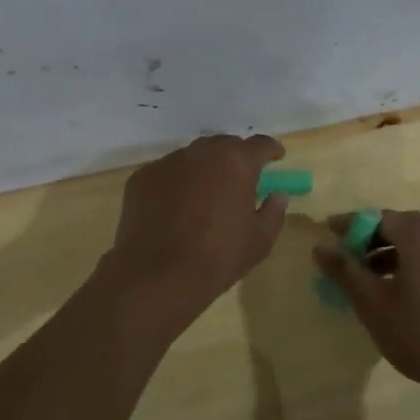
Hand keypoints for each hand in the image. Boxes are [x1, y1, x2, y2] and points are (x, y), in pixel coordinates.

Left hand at [106, 134, 289, 326]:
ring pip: (192, 158)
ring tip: (205, 194)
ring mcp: (168, 163)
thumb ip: (273, 212)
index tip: (276, 157)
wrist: (158, 275)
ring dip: (203, 169)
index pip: (260, 144)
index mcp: (236, 162)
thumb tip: (277, 195)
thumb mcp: (260, 240)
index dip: (271, 149)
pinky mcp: (142, 178)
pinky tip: (175, 207)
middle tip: (240, 179)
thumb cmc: (219, 256)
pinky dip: (176, 183)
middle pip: (224, 145)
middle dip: (235, 158)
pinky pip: (166, 174)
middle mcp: (202, 153)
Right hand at [312, 210, 419, 404]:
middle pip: (400, 225)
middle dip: (370, 236)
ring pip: (418, 242)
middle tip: (346, 255)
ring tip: (367, 275)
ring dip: (390, 251)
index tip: (327, 233)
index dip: (350, 224)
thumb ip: (345, 271)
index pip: (377, 216)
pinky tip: (397, 289)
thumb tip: (320, 247)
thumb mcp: (373, 303)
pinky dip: (410, 262)